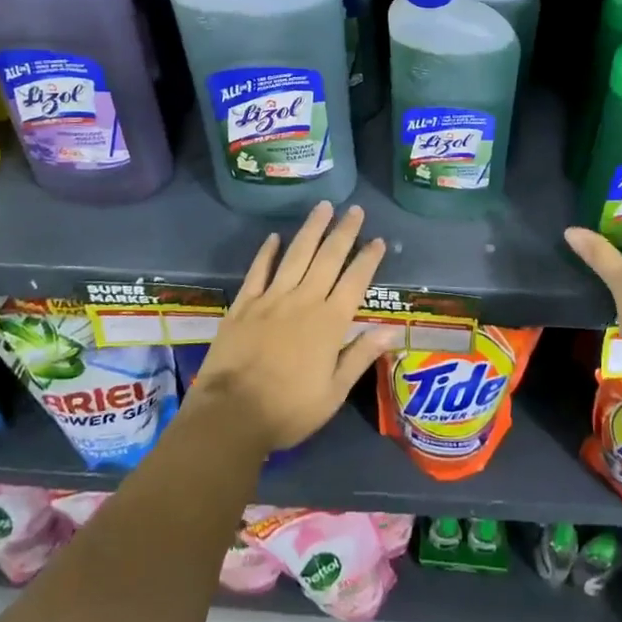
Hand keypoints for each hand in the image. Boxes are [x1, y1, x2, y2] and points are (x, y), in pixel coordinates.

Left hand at [191, 202, 393, 454]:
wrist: (230, 415)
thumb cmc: (288, 410)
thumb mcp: (333, 393)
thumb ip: (360, 356)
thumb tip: (390, 330)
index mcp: (329, 323)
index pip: (355, 281)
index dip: (368, 259)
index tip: (378, 240)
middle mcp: (303, 301)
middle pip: (328, 258)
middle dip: (344, 232)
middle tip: (355, 209)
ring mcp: (271, 299)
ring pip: (296, 255)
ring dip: (311, 229)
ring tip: (323, 207)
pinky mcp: (244, 304)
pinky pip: (258, 271)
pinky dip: (267, 252)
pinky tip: (275, 237)